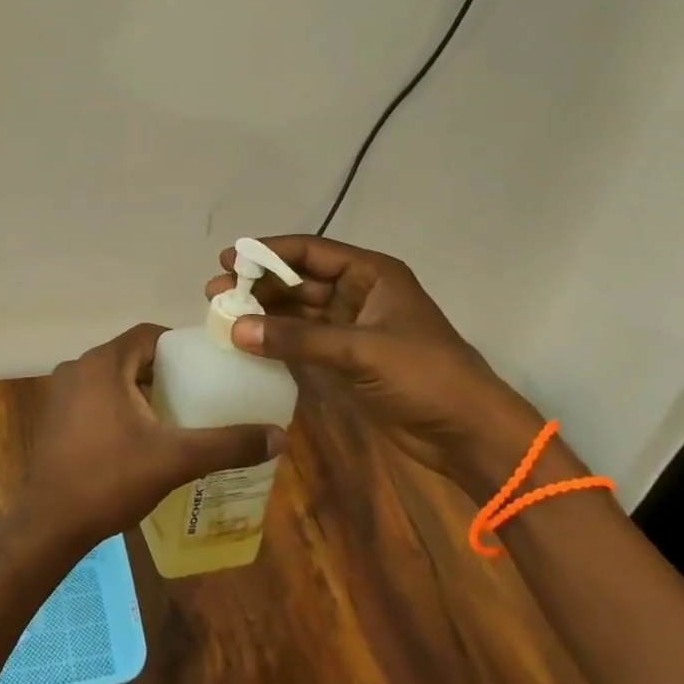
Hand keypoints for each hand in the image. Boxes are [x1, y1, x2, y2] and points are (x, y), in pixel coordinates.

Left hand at [9, 323, 284, 549]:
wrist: (49, 525)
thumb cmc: (110, 480)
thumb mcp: (175, 459)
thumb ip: (227, 444)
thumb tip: (279, 436)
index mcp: (103, 363)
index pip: (148, 334)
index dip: (179, 345)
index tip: (206, 365)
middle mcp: (78, 368)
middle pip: (131, 355)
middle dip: (164, 370)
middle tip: (198, 392)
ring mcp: (62, 393)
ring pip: (112, 378)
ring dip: (141, 389)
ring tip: (175, 414)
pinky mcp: (56, 418)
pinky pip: (96, 397)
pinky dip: (120, 405)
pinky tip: (140, 436)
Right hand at [206, 236, 543, 500]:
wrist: (468, 432)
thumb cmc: (423, 375)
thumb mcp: (360, 350)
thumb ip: (297, 339)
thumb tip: (235, 329)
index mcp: (371, 273)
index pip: (310, 251)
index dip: (268, 252)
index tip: (227, 259)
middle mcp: (359, 293)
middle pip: (299, 281)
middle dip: (259, 285)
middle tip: (215, 293)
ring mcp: (353, 328)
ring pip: (298, 313)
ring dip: (264, 314)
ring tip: (222, 317)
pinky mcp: (348, 360)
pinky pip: (304, 342)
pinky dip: (277, 341)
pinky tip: (247, 343)